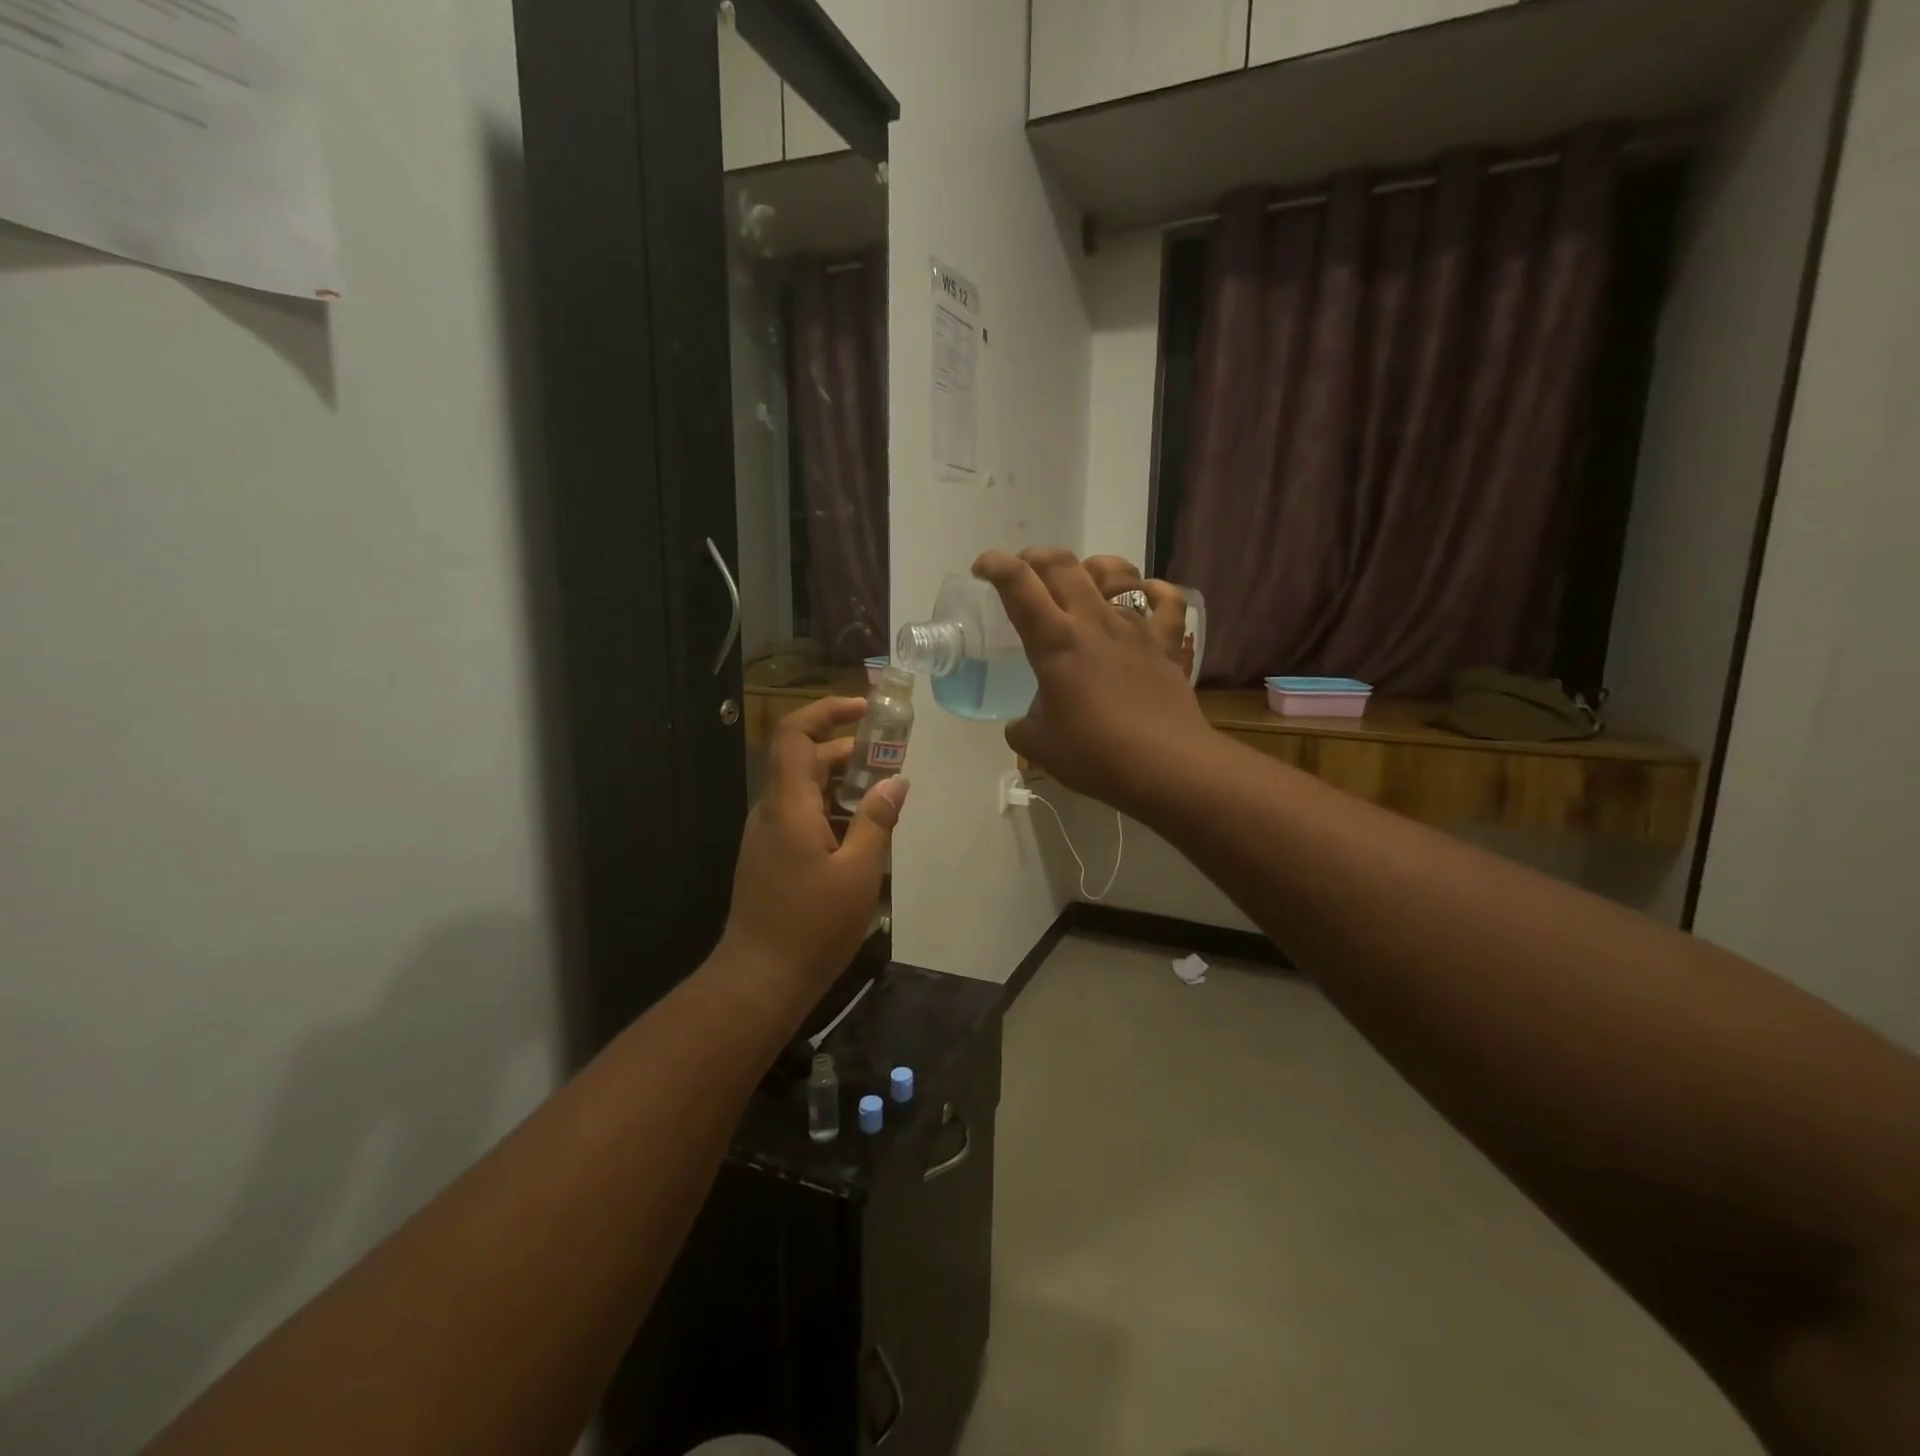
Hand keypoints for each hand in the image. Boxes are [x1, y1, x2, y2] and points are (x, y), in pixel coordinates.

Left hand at [720, 697, 907, 997]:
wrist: (759, 979)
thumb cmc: (812, 925)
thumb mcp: (858, 872)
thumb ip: (877, 821)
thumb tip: (896, 782)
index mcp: (788, 806)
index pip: (795, 735)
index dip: (826, 712)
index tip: (864, 710)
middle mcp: (771, 812)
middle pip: (804, 761)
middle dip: (848, 752)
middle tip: (891, 762)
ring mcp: (766, 836)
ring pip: (804, 791)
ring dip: (842, 785)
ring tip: (883, 800)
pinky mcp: (769, 857)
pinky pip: (800, 817)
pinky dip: (831, 811)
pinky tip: (861, 836)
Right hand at [973, 548, 1210, 814]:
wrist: (1166, 766)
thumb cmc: (1095, 755)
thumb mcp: (1039, 747)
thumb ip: (1022, 728)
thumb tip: (1021, 724)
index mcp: (1055, 641)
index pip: (1018, 584)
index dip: (995, 565)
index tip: (982, 569)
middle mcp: (1093, 621)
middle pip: (1062, 564)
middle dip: (1036, 557)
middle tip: (1025, 571)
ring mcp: (1134, 628)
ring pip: (1115, 571)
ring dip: (1091, 565)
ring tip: (1083, 579)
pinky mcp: (1166, 644)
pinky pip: (1166, 601)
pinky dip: (1153, 590)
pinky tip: (1145, 594)